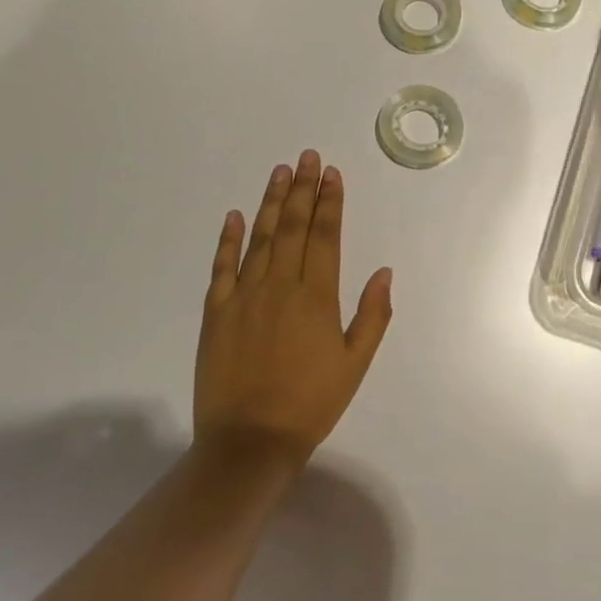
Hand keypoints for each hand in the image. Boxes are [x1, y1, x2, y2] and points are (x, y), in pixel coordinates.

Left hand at [196, 150, 393, 464]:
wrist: (249, 443)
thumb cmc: (311, 403)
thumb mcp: (356, 363)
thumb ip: (372, 315)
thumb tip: (384, 271)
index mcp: (316, 297)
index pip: (325, 236)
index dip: (330, 202)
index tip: (332, 174)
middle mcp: (279, 286)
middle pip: (292, 227)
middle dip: (302, 189)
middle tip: (307, 157)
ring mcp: (244, 297)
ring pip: (260, 238)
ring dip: (270, 202)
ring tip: (280, 172)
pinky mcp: (216, 313)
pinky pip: (222, 267)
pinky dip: (228, 239)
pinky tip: (235, 215)